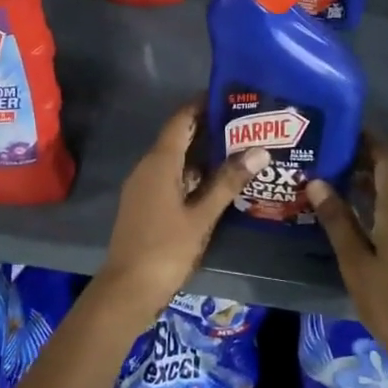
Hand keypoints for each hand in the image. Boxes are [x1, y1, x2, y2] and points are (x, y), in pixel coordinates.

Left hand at [95, 104, 267, 325]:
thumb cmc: (165, 249)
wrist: (127, 290)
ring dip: (203, 154)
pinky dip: (193, 174)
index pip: (181, 119)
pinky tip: (217, 183)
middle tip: (245, 123)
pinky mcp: (145, 204)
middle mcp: (148, 167)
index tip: (230, 96)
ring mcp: (144, 186)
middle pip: (179, 137)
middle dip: (209, 129)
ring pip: (176, 160)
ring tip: (238, 149)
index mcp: (159, 162)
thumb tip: (259, 150)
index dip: (202, 104)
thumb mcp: (202, 216)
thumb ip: (228, 182)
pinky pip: (170, 177)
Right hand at [306, 137, 387, 387]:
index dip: (370, 138)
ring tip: (331, 173)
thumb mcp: (355, 262)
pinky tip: (347, 209)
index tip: (344, 126)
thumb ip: (337, 220)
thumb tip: (317, 182)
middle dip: (363, 156)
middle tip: (329, 149)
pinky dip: (372, 200)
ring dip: (366, 179)